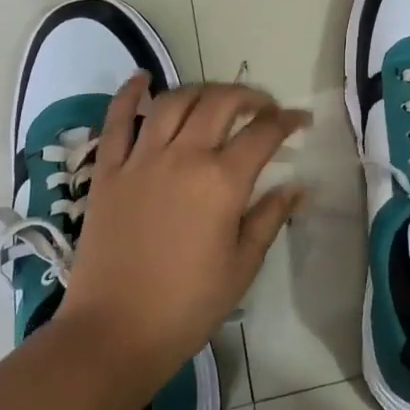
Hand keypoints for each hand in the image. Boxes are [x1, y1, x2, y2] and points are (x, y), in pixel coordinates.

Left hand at [59, 73, 307, 387]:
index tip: (301, 120)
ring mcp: (141, 159)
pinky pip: (118, 121)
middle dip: (249, 96)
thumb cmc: (188, 304)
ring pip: (174, 102)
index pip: (264, 133)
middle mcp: (184, 156)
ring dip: (201, 91)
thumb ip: (269, 217)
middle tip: (263, 107)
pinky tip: (142, 78)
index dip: (288, 121)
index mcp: (222, 181)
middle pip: (221, 103)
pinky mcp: (108, 171)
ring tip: (216, 99)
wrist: (114, 332)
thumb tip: (297, 187)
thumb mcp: (242, 264)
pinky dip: (130, 94)